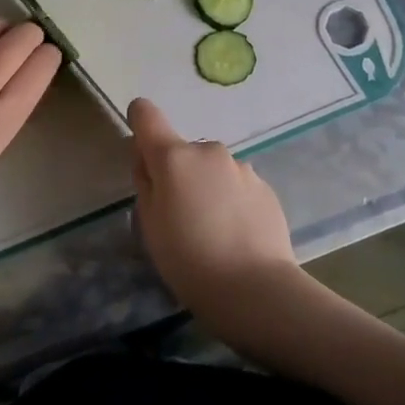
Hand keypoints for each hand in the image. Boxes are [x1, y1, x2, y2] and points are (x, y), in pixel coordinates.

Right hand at [128, 97, 303, 329]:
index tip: (141, 150)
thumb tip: (148, 159)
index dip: (139, 122)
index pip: (147, 116)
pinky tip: (235, 235)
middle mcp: (209, 151)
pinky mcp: (265, 187)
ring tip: (212, 230)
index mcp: (174, 157)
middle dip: (177, 173)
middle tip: (178, 215)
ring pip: (212, 170)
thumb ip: (145, 182)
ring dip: (206, 187)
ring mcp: (241, 167)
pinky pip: (236, 185)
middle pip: (182, 151)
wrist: (255, 288)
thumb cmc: (188, 259)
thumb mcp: (149, 224)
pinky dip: (231, 201)